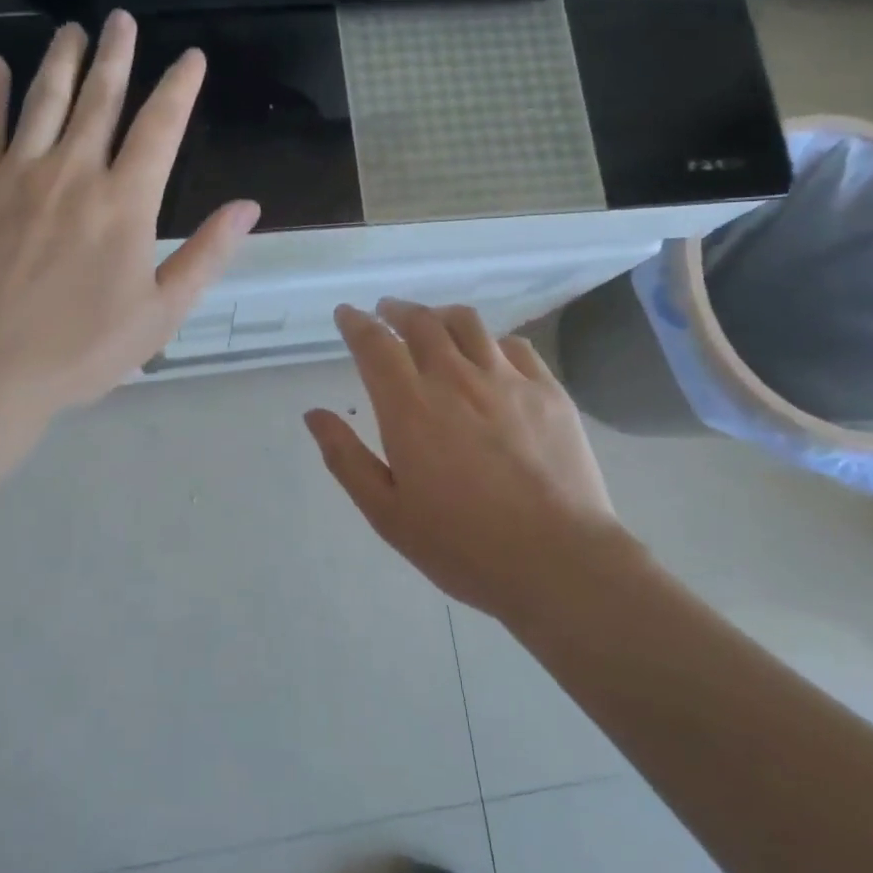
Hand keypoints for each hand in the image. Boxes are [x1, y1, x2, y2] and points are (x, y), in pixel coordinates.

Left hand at [0, 10, 258, 427]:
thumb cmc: (78, 349)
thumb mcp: (160, 315)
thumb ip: (205, 256)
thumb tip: (248, 207)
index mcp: (125, 204)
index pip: (160, 128)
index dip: (179, 88)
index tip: (191, 56)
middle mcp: (73, 172)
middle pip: (100, 99)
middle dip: (116, 55)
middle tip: (121, 19)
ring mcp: (15, 173)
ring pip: (43, 99)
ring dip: (61, 60)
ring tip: (72, 30)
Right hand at [305, 300, 629, 623]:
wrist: (558, 562)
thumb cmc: (462, 546)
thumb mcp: (387, 513)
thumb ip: (346, 459)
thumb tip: (314, 414)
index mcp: (410, 408)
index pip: (375, 345)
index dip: (356, 323)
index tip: (346, 314)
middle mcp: (455, 380)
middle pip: (421, 322)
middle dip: (396, 310)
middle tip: (386, 312)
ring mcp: (507, 381)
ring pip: (468, 323)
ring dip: (441, 315)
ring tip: (433, 323)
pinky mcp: (548, 391)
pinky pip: (515, 346)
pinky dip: (490, 340)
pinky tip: (489, 354)